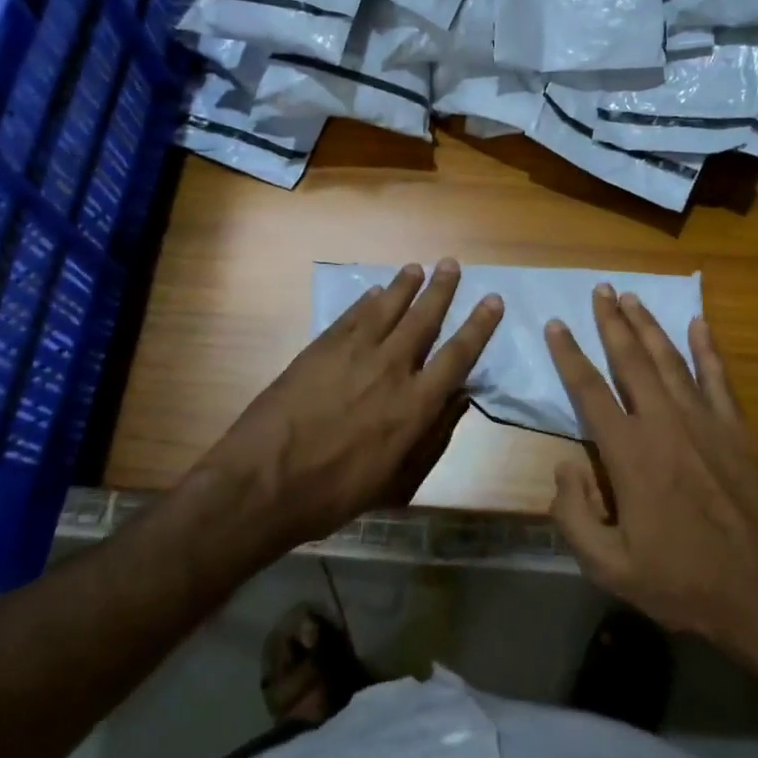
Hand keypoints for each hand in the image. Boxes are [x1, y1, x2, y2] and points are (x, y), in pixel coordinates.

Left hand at [199, 259, 503, 548]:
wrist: (264, 482)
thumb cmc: (336, 493)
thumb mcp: (396, 481)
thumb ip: (433, 436)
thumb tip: (460, 398)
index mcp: (415, 405)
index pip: (458, 355)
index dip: (479, 326)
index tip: (492, 300)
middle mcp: (391, 368)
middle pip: (424, 319)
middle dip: (441, 289)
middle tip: (451, 264)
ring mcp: (354, 353)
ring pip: (387, 308)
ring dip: (404, 286)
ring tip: (417, 268)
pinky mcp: (321, 348)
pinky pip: (351, 316)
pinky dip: (365, 301)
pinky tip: (373, 292)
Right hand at [546, 285, 757, 657]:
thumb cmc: (683, 582)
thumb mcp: (610, 568)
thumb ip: (574, 516)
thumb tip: (564, 467)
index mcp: (629, 453)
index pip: (589, 390)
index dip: (569, 354)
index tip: (556, 324)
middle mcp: (664, 423)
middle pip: (631, 359)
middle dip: (612, 321)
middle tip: (600, 289)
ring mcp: (705, 421)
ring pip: (670, 359)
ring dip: (649, 325)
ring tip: (632, 297)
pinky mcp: (737, 430)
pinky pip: (719, 377)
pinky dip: (708, 348)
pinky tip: (699, 323)